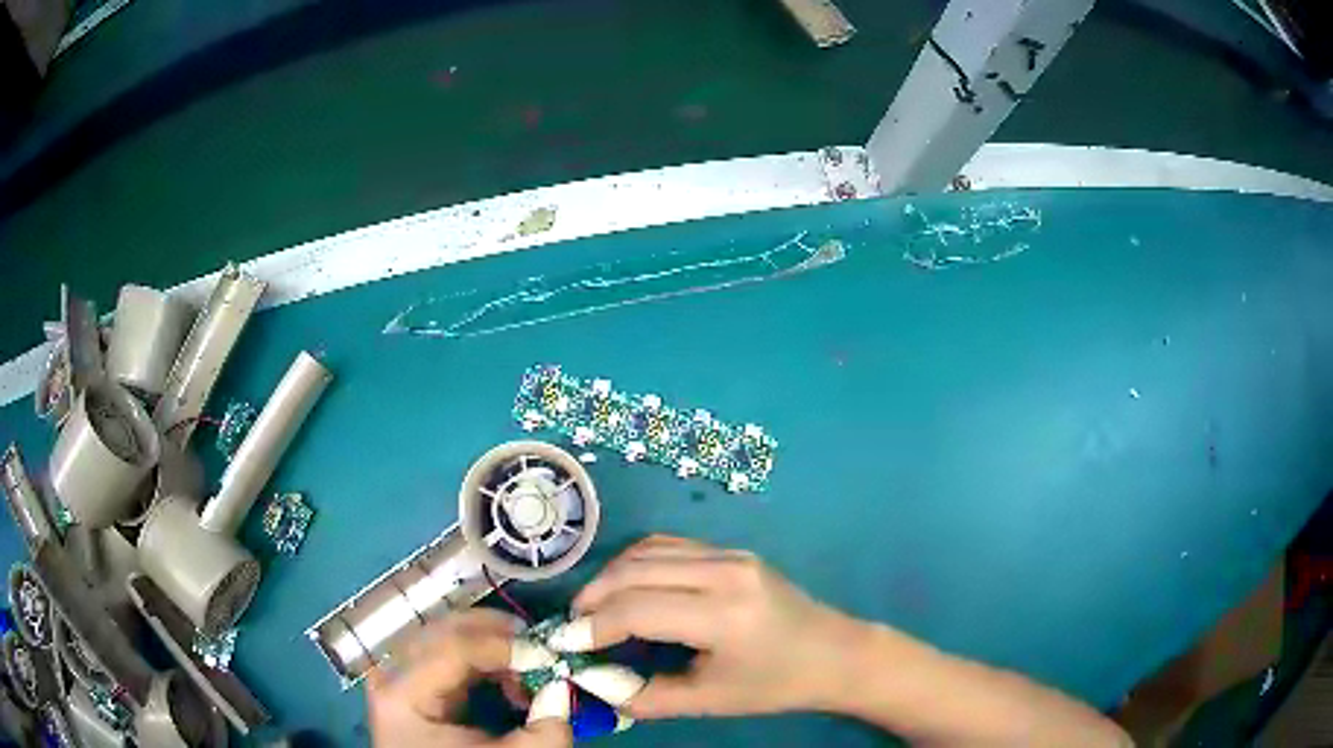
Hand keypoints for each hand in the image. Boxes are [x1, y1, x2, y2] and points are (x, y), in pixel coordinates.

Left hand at [366, 609, 571, 747]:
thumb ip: (544, 730)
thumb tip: (562, 690)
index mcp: (402, 694)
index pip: (453, 647)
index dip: (504, 646)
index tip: (548, 656)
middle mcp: (390, 674)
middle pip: (442, 630)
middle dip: (496, 633)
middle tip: (539, 645)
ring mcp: (396, 677)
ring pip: (442, 636)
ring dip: (489, 643)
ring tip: (525, 667)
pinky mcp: (409, 685)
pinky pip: (442, 654)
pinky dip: (478, 658)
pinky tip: (504, 677)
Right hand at [546, 535, 860, 718]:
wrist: (836, 653)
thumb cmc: (777, 684)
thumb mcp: (710, 701)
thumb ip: (646, 697)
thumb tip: (593, 687)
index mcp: (724, 615)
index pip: (637, 610)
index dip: (593, 627)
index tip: (564, 643)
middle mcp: (725, 572)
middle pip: (635, 570)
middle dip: (593, 596)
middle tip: (572, 625)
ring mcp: (731, 554)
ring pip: (648, 550)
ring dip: (611, 575)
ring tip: (593, 608)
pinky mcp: (733, 551)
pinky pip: (670, 546)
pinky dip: (637, 563)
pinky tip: (627, 587)